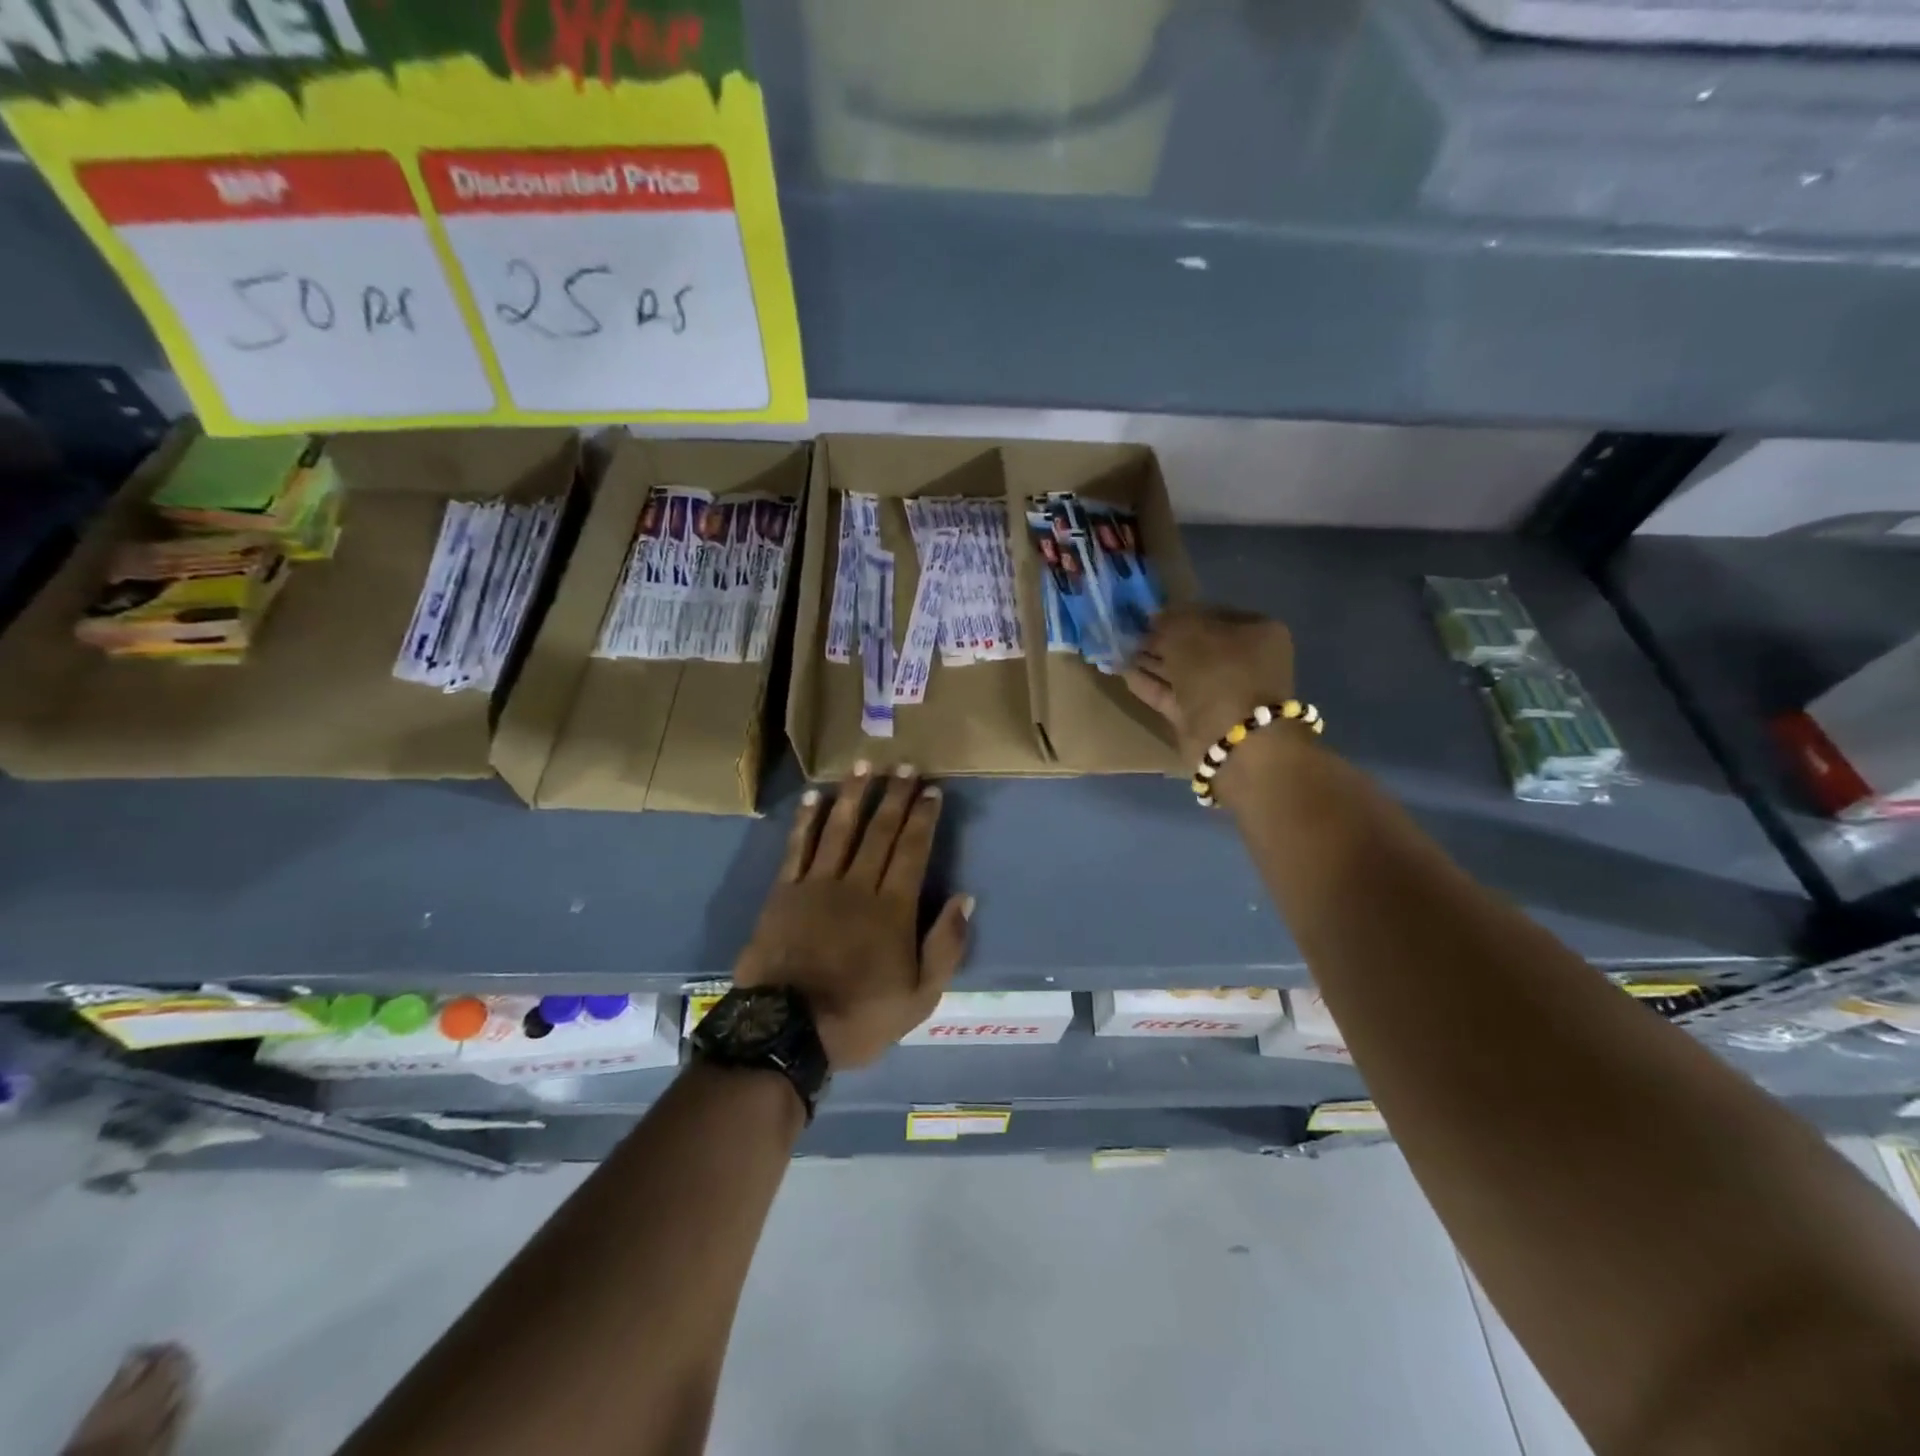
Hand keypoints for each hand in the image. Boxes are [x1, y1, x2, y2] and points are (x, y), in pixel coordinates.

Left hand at [734, 765, 971, 1068]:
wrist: (785, 1032)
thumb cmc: (859, 1017)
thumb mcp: (920, 998)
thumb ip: (945, 946)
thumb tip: (965, 898)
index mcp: (893, 909)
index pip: (912, 850)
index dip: (923, 817)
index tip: (931, 789)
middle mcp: (857, 885)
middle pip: (879, 831)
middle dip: (895, 795)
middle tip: (905, 765)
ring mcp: (816, 885)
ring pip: (839, 829)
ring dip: (854, 794)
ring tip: (865, 765)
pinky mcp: (783, 893)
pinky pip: (797, 848)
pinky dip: (806, 820)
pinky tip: (815, 796)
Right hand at [1125, 605, 1297, 766]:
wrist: (1233, 739)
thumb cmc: (1219, 673)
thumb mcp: (1190, 635)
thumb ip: (1169, 621)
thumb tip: (1155, 617)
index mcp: (1257, 632)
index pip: (1211, 615)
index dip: (1178, 613)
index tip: (1148, 615)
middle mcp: (1245, 661)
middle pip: (1195, 645)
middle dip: (1161, 640)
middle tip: (1129, 633)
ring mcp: (1223, 692)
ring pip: (1181, 671)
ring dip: (1151, 661)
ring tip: (1119, 650)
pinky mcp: (1202, 718)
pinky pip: (1172, 695)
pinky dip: (1150, 684)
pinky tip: (1123, 672)